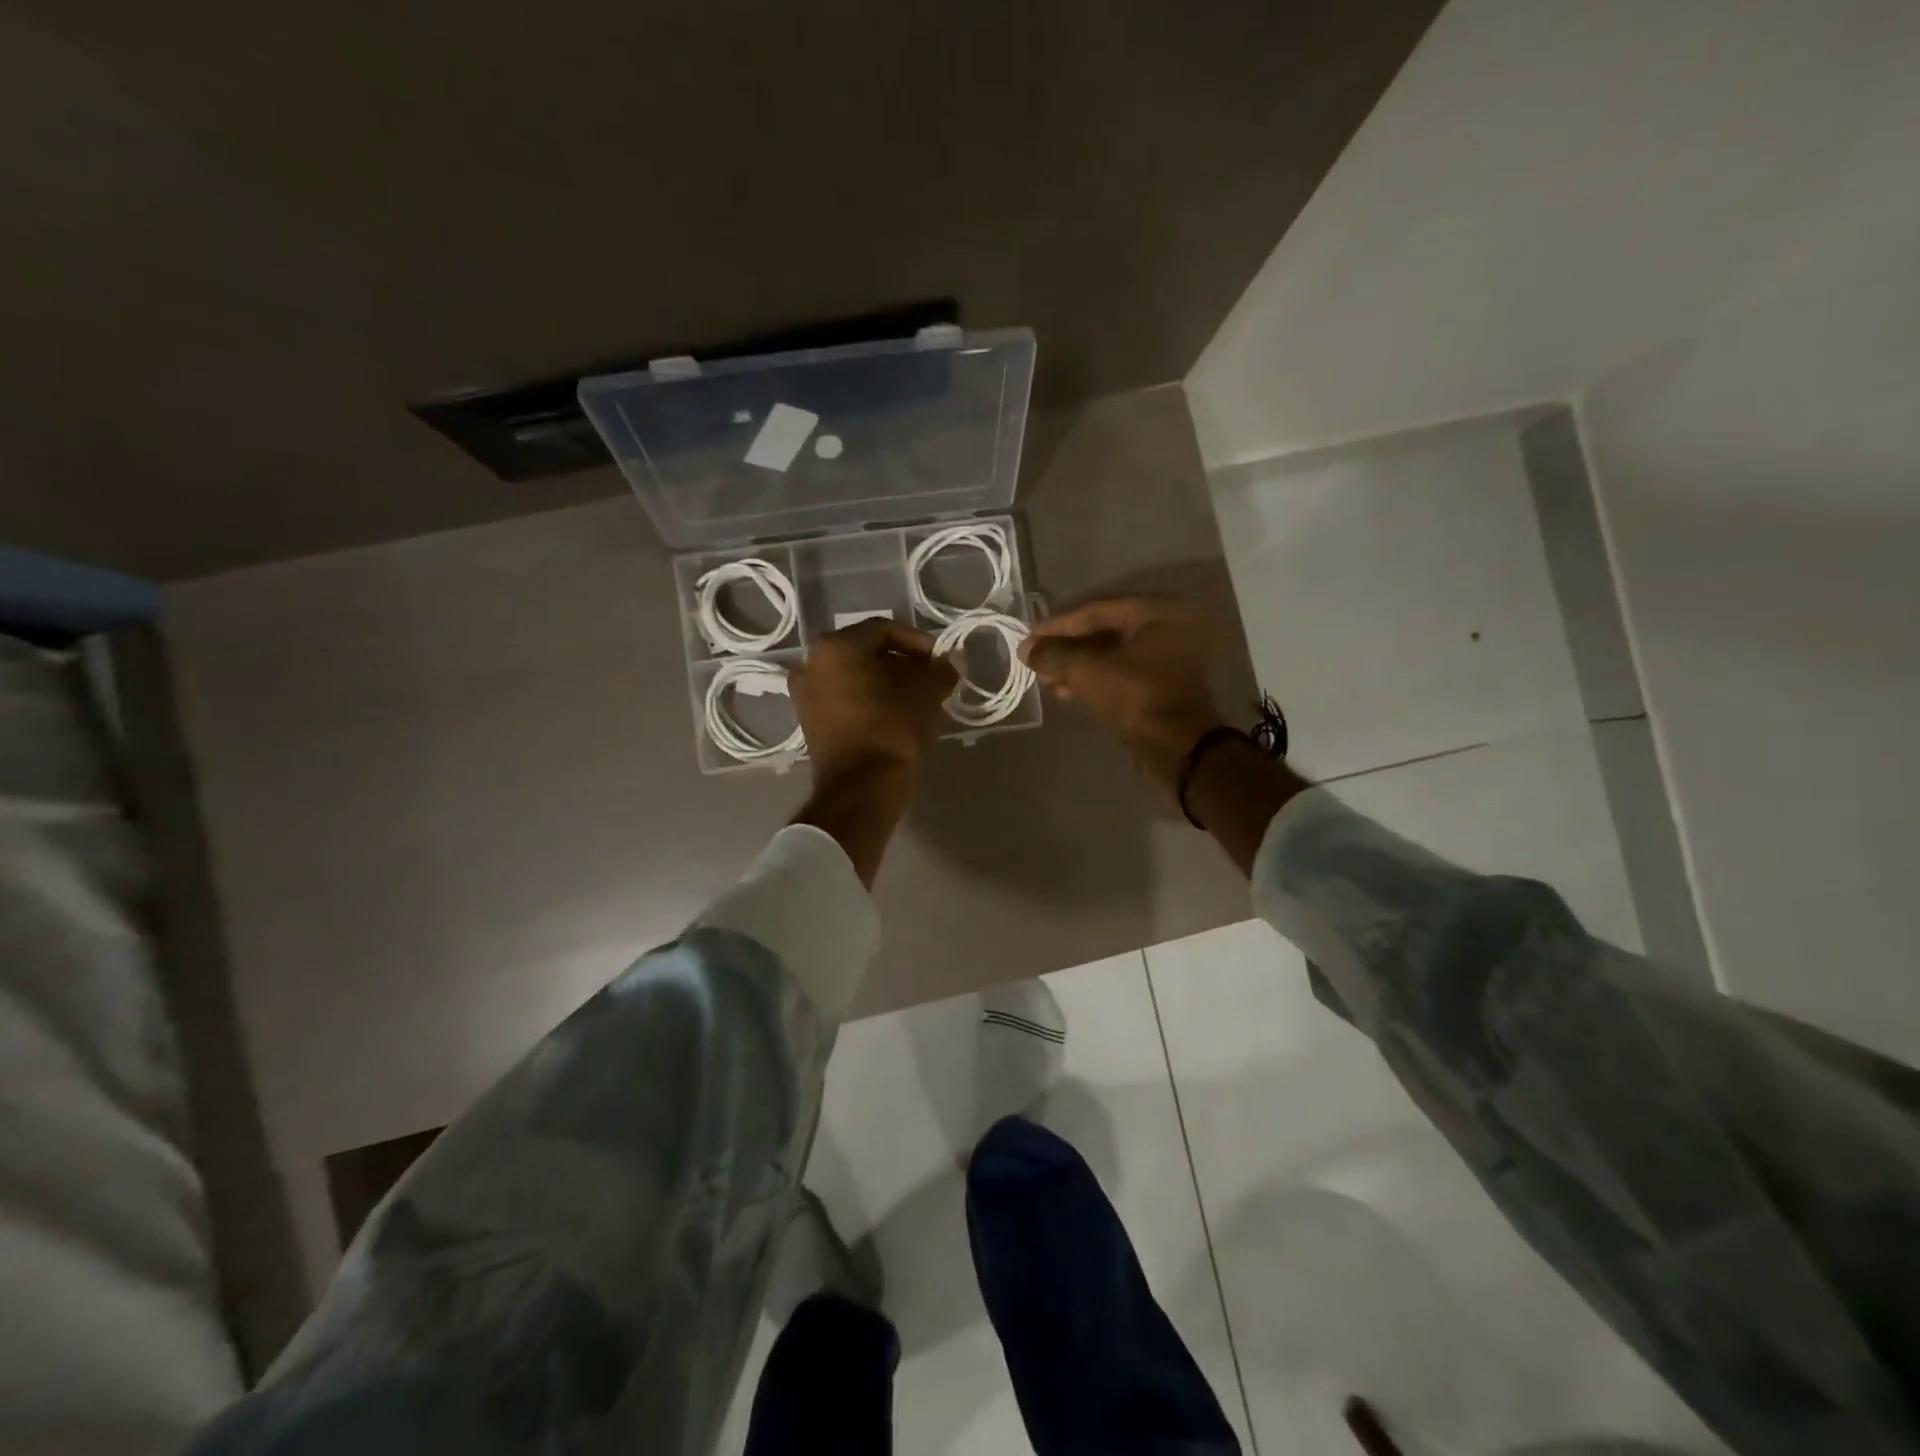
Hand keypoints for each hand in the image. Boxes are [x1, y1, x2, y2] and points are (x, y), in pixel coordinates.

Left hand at [790, 618, 958, 783]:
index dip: (918, 641)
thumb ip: (941, 669)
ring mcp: (805, 695)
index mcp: (836, 646)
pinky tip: (895, 714)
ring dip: (885, 682)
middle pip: (865, 652)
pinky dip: (868, 700)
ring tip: (916, 698)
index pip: (884, 629)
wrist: (862, 786)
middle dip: (901, 662)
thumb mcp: (927, 692)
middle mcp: (811, 664)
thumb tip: (950, 662)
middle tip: (929, 677)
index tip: (940, 659)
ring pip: (854, 677)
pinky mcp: (810, 723)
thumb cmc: (893, 727)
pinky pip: (843, 699)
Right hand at [1020, 597, 1225, 785]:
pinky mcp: (1164, 686)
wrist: (1177, 747)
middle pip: (1105, 633)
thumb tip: (1025, 648)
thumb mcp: (1087, 671)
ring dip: (1078, 668)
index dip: (1059, 625)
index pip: (1097, 611)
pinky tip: (1068, 692)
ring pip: (1112, 656)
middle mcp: (1168, 629)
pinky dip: (1095, 680)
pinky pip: (1122, 674)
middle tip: (1037, 661)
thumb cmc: (1136, 696)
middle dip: (1067, 650)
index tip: (1031, 637)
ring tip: (1048, 681)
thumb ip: (1053, 655)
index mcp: (1157, 613)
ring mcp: (1169, 659)